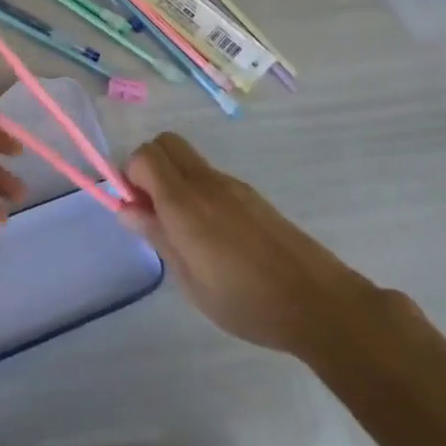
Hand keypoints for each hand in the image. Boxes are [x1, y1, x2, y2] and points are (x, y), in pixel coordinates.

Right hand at [122, 133, 365, 358]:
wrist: (318, 302)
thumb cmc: (246, 301)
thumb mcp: (190, 280)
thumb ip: (158, 236)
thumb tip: (127, 208)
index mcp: (185, 202)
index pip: (144, 156)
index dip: (130, 176)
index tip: (136, 210)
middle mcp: (206, 182)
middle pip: (165, 143)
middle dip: (149, 166)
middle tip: (153, 210)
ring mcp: (232, 185)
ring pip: (188, 158)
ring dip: (174, 178)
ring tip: (184, 229)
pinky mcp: (251, 195)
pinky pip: (210, 176)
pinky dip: (197, 189)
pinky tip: (214, 235)